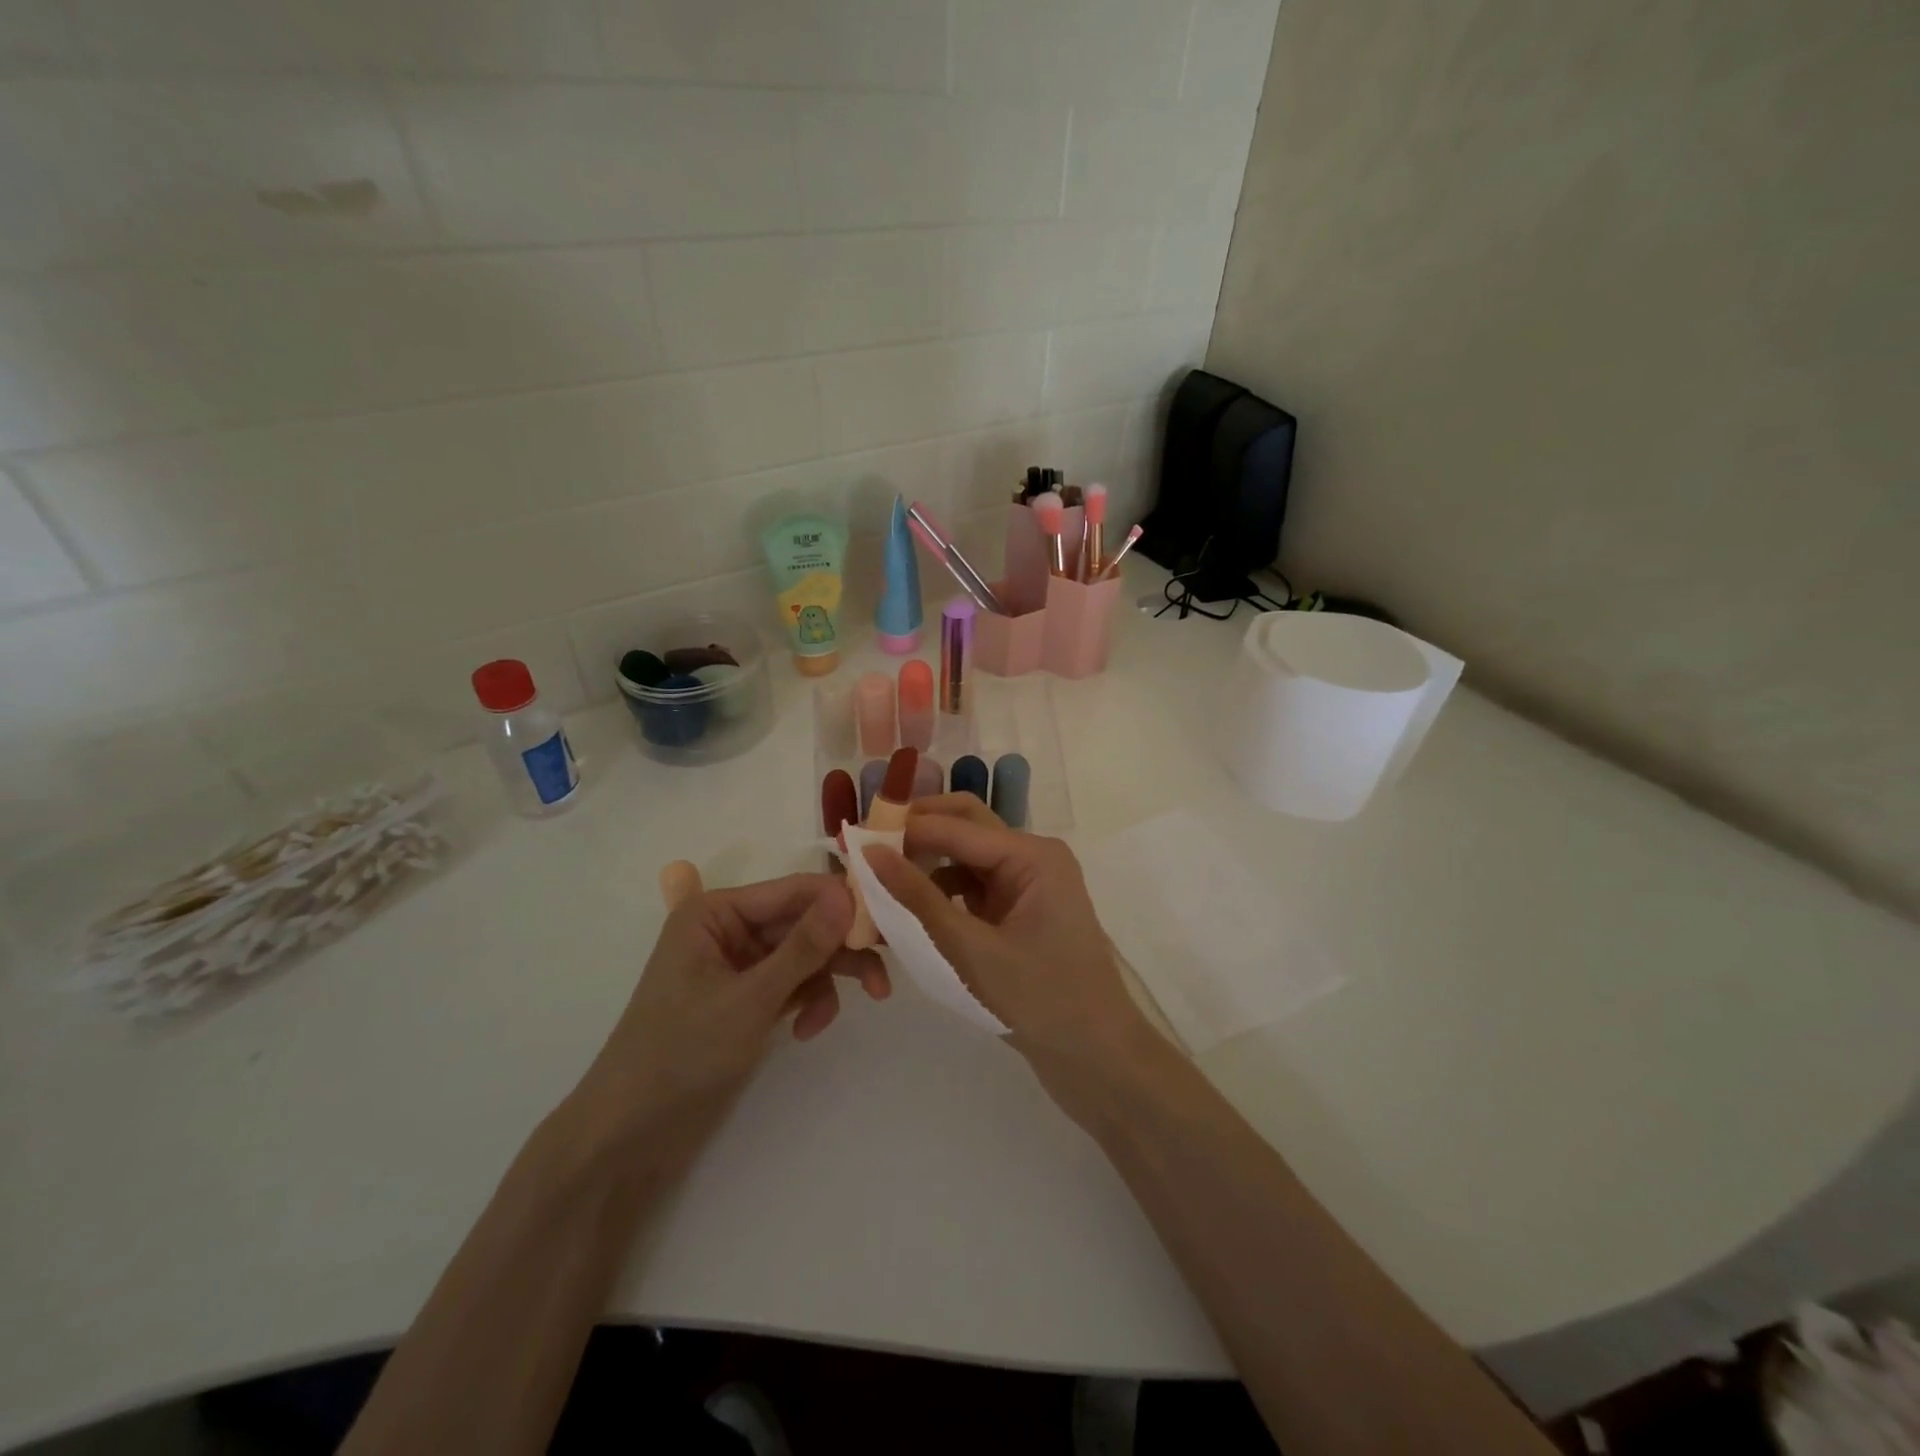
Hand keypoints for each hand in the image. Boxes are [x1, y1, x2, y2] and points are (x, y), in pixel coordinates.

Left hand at [575, 874, 887, 1142]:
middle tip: (881, 977)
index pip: (794, 890)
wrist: (632, 1132)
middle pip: (804, 923)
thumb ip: (804, 947)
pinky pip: (793, 983)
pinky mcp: (748, 996)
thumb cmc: (682, 1053)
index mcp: (717, 911)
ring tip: (846, 1011)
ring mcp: (740, 964)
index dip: (841, 903)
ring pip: (804, 955)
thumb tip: (848, 894)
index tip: (887, 923)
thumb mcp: (751, 998)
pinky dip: (808, 1001)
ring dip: (827, 981)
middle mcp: (729, 928)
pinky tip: (806, 1030)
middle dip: (840, 950)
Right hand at [862, 795, 1153, 1069]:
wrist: (1098, 1060)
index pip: (956, 825)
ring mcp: (1026, 885)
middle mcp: (1031, 858)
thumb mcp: (972, 950)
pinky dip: (939, 893)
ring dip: (924, 863)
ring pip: (964, 857)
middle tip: (864, 849)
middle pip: (964, 826)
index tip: (851, 837)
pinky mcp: (1017, 913)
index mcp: (1032, 855)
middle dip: (915, 833)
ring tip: (876, 881)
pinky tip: (907, 910)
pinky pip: (971, 888)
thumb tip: (870, 853)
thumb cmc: (1043, 1001)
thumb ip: (919, 900)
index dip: (903, 827)